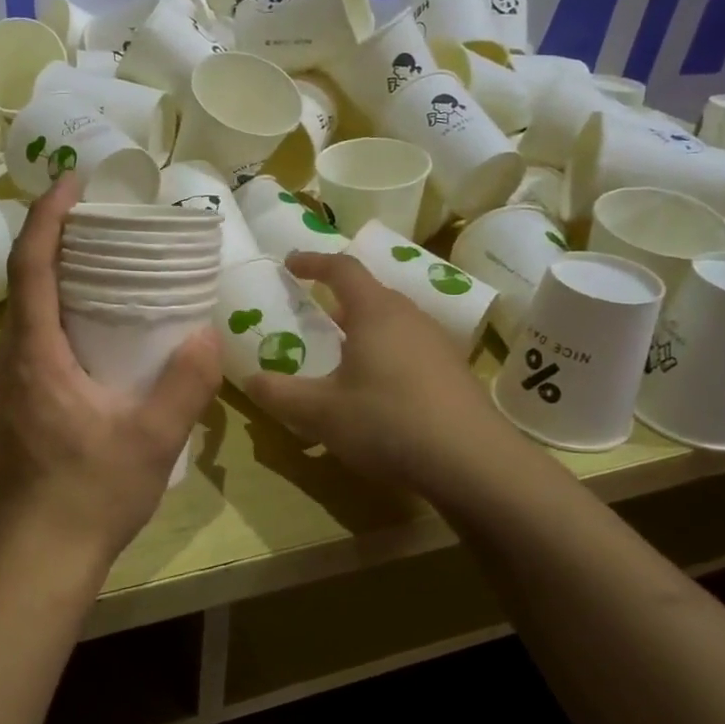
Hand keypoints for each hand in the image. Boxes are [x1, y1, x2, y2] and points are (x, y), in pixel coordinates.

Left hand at [0, 178, 220, 584]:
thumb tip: (205, 334)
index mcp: (35, 357)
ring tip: (100, 287)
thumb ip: (184, 384)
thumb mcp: (152, 439)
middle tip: (100, 232)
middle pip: (24, 290)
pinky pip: (25, 358)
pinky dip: (51, 333)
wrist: (33, 565)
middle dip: (54, 248)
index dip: (47, 218)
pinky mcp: (2, 422)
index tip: (71, 184)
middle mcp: (6, 368)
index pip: (32, 267)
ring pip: (23, 327)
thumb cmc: (90, 496)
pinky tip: (86, 356)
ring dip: (53, 294)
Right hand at [243, 252, 524, 503]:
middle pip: (370, 293)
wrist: (473, 462)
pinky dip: (385, 353)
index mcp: (375, 312)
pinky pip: (409, 346)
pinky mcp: (453, 371)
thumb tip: (251, 380)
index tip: (290, 264)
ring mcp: (437, 343)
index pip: (342, 268)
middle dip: (337, 298)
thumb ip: (280, 394)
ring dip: (363, 328)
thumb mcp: (321, 413)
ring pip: (391, 321)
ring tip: (341, 354)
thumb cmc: (388, 422)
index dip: (313, 261)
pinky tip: (377, 388)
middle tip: (313, 315)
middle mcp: (409, 316)